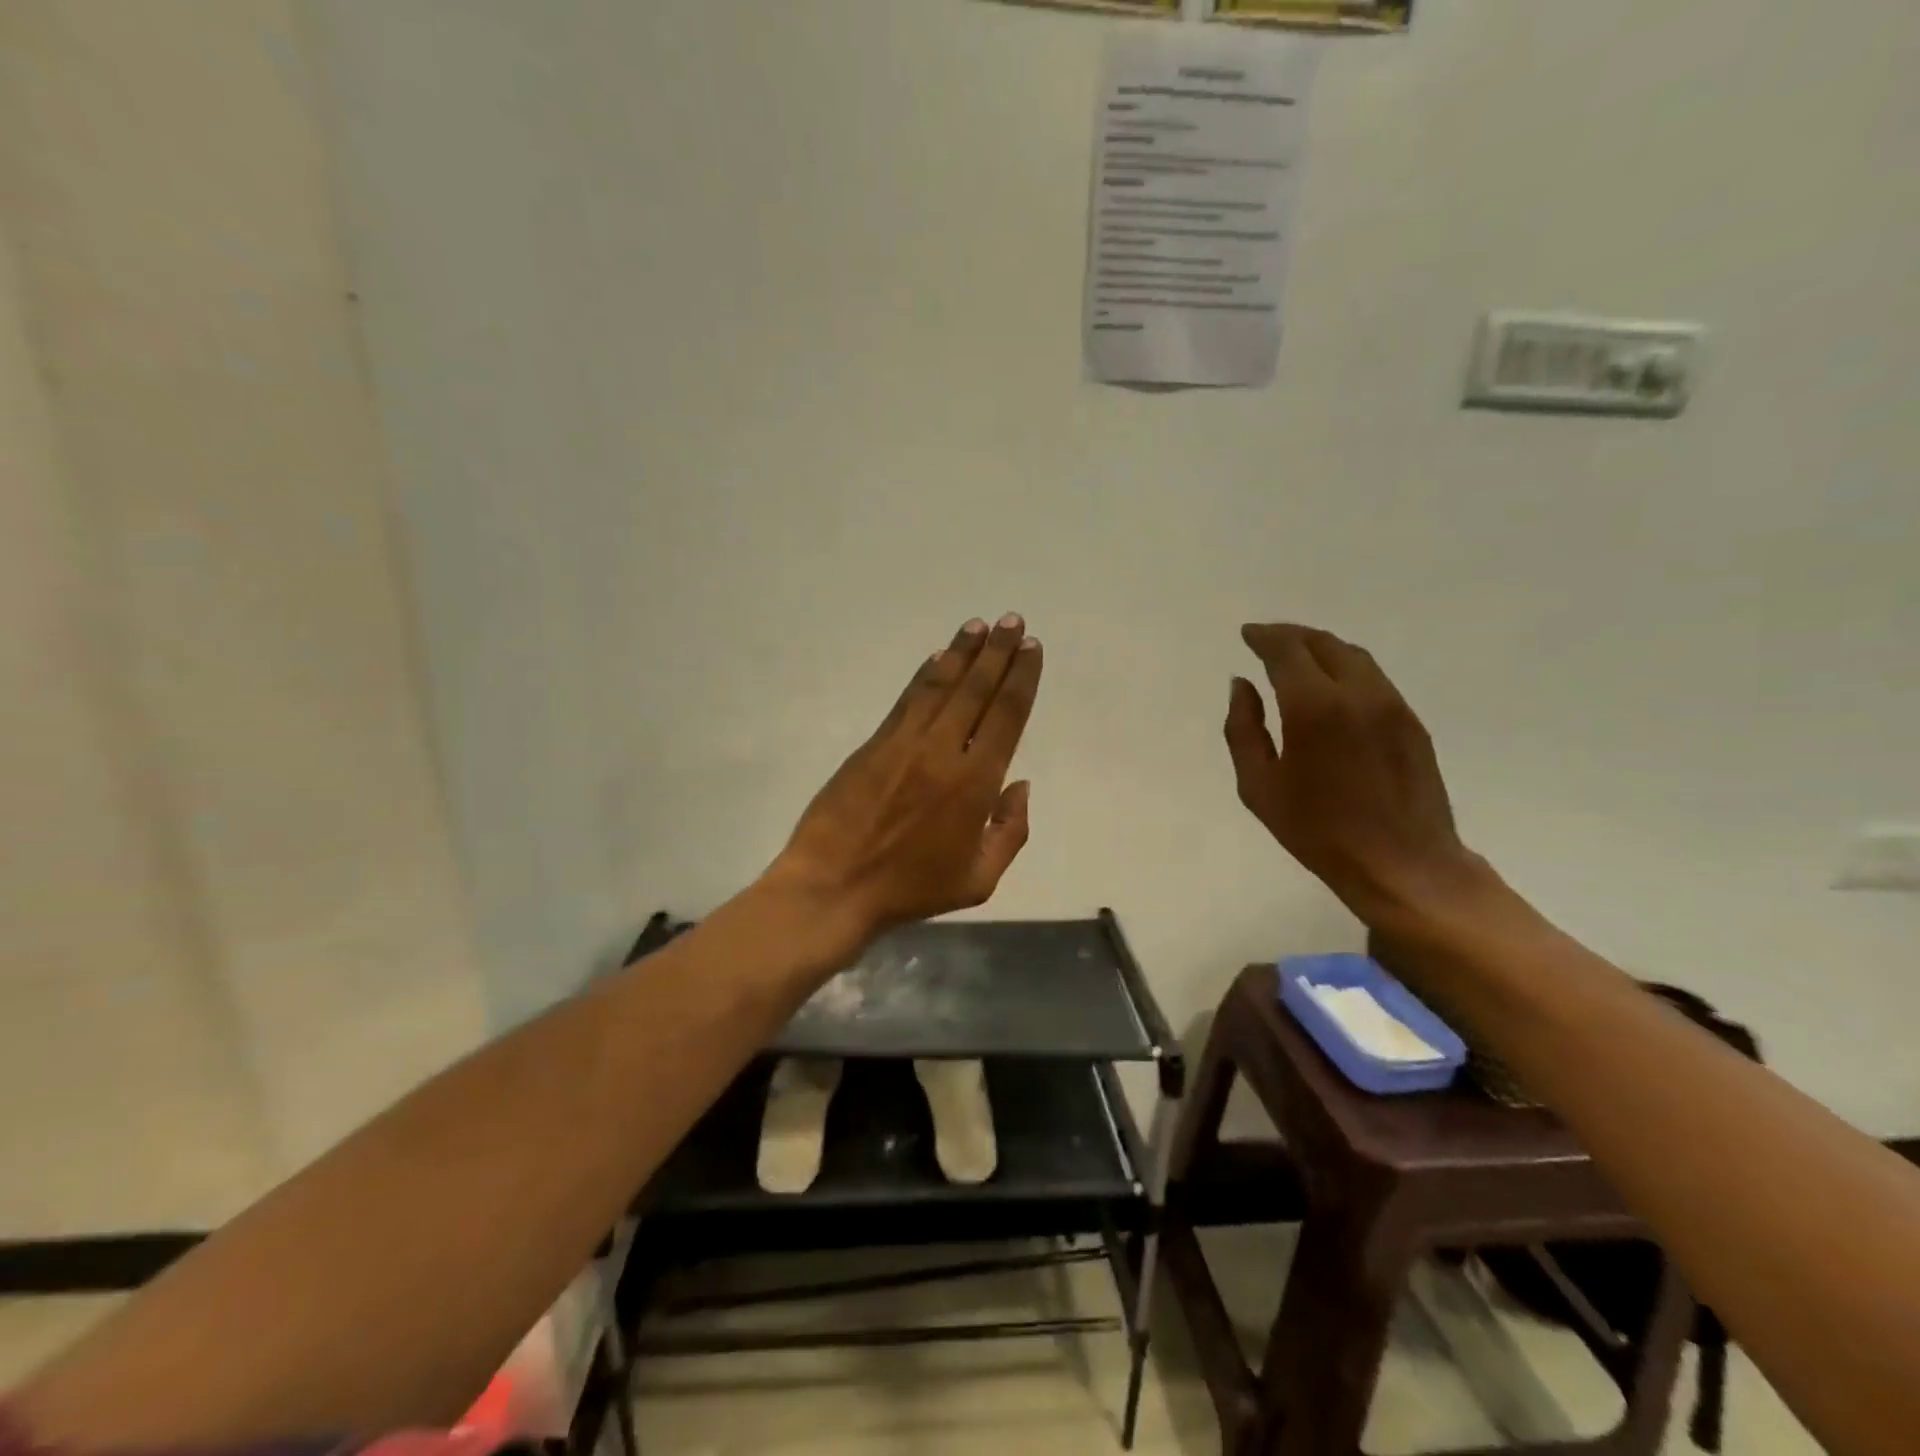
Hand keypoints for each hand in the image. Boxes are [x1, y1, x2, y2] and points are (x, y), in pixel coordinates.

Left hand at [767, 614, 1042, 945]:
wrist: (834, 886)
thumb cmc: (911, 889)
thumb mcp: (978, 880)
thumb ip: (1010, 831)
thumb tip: (1019, 784)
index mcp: (975, 784)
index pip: (1006, 716)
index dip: (1021, 679)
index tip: (1031, 649)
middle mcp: (943, 751)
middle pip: (976, 690)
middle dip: (998, 652)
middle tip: (1012, 620)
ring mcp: (904, 743)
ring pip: (940, 686)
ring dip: (962, 653)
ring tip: (979, 625)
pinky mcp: (873, 743)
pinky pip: (907, 699)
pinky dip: (926, 675)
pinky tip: (937, 658)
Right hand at [1224, 624, 1481, 926]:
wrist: (1402, 864)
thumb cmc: (1318, 831)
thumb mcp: (1259, 787)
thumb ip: (1243, 729)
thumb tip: (1242, 685)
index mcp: (1314, 707)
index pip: (1287, 650)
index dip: (1264, 637)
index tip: (1248, 635)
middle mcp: (1357, 693)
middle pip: (1323, 643)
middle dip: (1291, 636)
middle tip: (1267, 640)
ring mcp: (1391, 705)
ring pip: (1354, 656)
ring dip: (1321, 648)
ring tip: (1297, 657)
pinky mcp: (1411, 721)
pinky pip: (1373, 677)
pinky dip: (1345, 668)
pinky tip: (1331, 685)